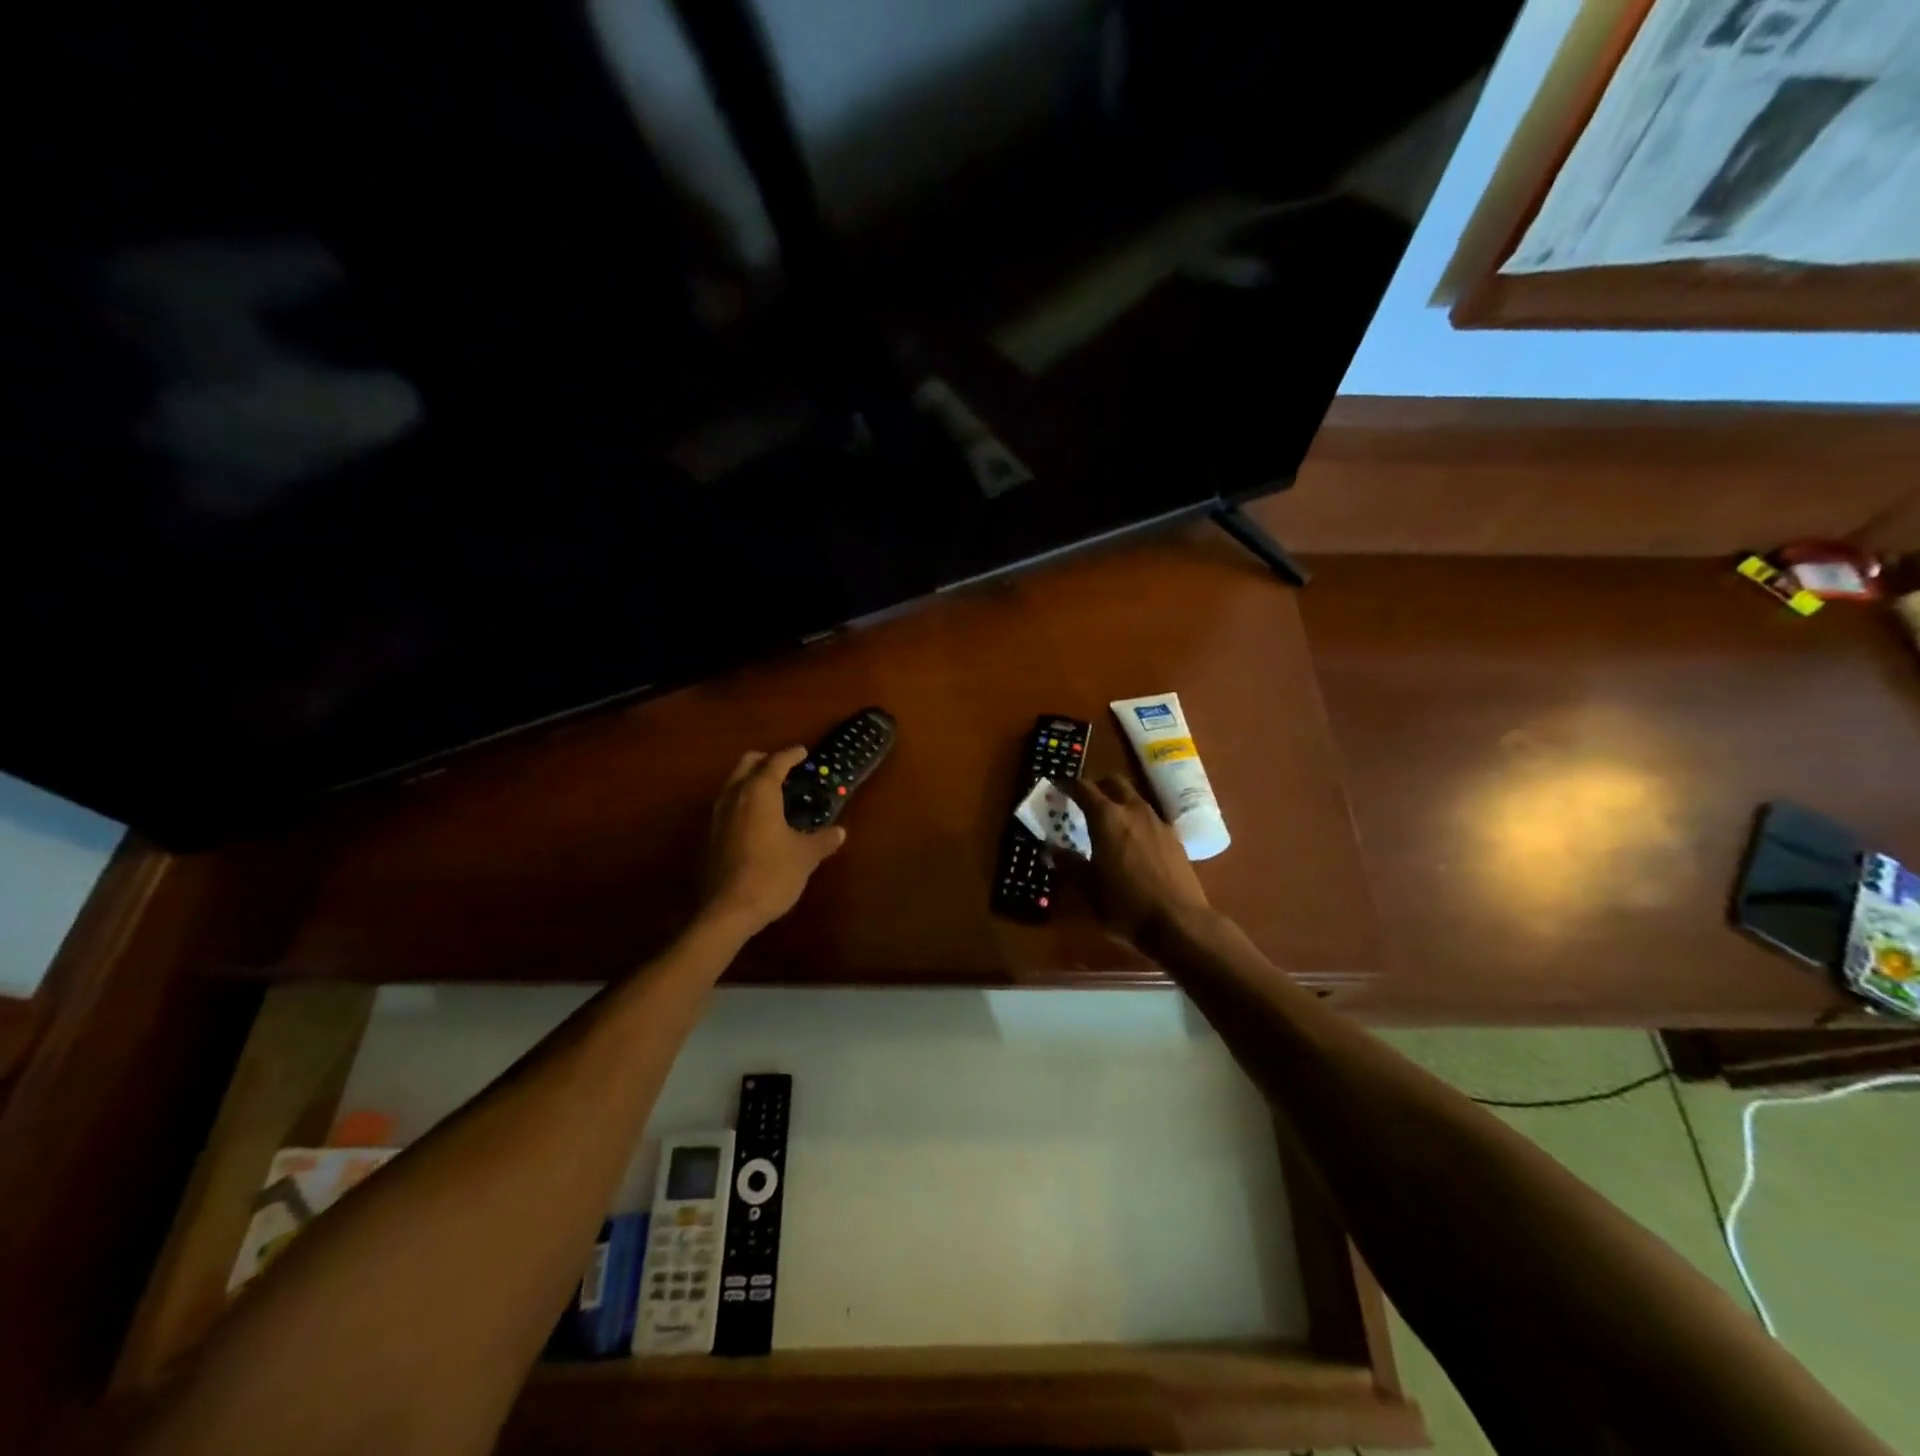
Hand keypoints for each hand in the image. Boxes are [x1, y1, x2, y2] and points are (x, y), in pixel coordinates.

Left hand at [703, 746, 846, 933]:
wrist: (730, 909)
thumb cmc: (772, 873)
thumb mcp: (805, 856)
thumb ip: (823, 839)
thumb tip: (839, 832)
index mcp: (759, 791)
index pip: (776, 762)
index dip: (791, 755)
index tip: (803, 752)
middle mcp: (736, 795)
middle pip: (748, 764)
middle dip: (766, 761)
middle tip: (787, 769)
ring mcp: (720, 814)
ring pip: (735, 782)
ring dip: (753, 779)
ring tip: (776, 792)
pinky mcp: (714, 833)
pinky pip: (731, 802)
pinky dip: (746, 798)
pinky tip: (762, 817)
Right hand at [1057, 775, 1210, 944]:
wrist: (1179, 922)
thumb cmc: (1125, 904)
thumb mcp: (1089, 887)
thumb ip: (1069, 864)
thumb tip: (1051, 850)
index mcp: (1107, 818)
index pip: (1084, 788)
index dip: (1069, 784)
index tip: (1058, 785)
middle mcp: (1134, 811)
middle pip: (1115, 783)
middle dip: (1098, 785)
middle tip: (1085, 799)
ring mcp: (1158, 822)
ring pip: (1135, 798)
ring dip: (1120, 801)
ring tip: (1109, 821)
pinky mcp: (1175, 838)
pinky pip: (1151, 818)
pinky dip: (1137, 820)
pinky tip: (1134, 842)